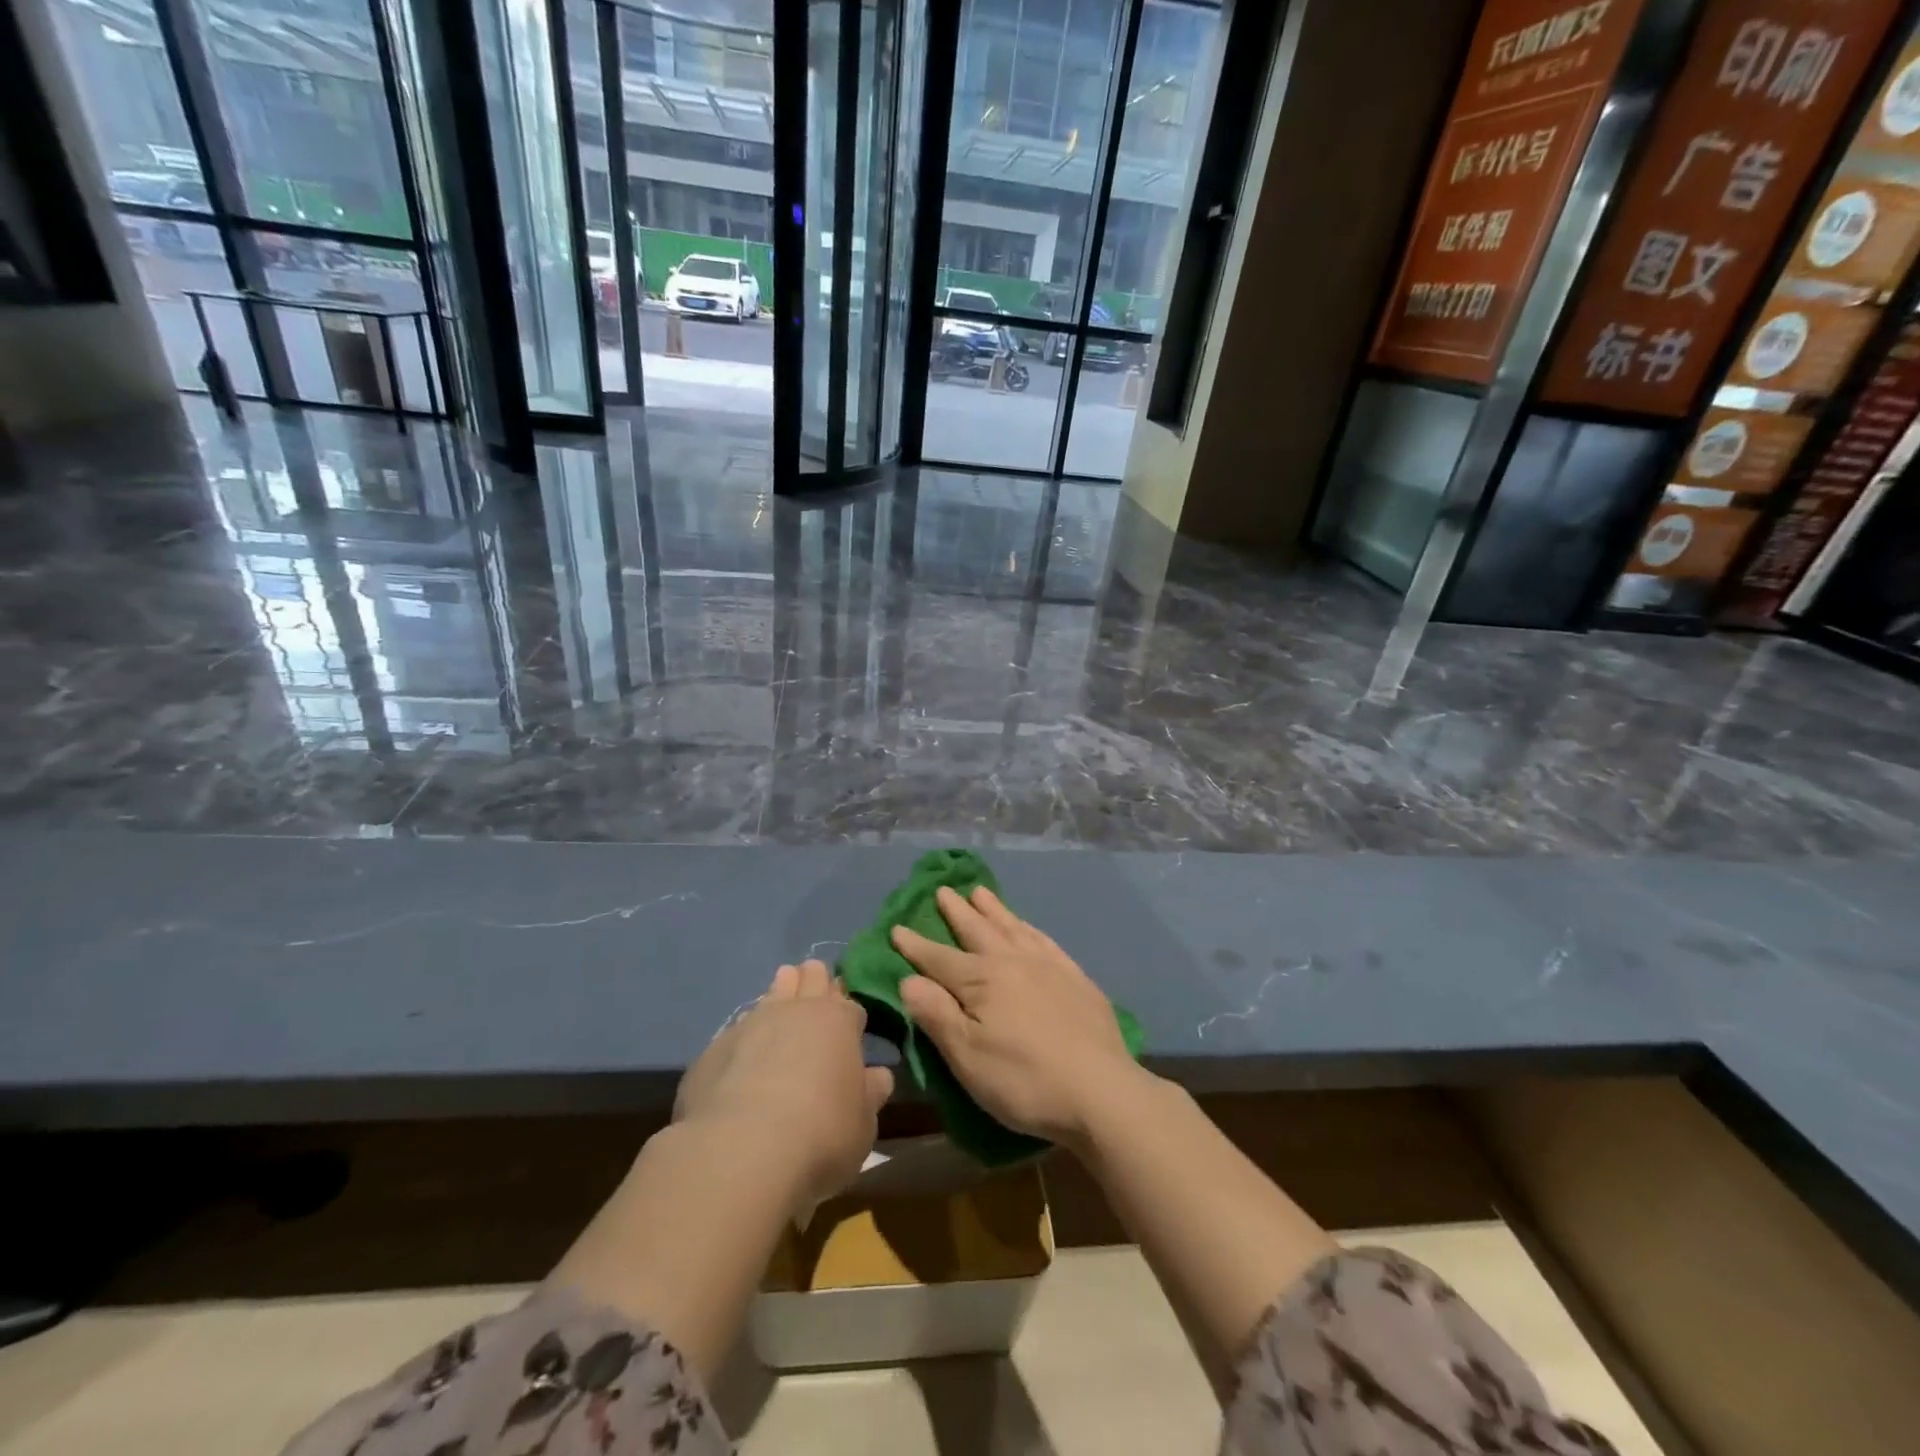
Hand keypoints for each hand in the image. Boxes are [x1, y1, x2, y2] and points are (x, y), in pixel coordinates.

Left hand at [674, 960, 892, 1208]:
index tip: (850, 1027)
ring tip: (781, 1008)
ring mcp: (752, 1022)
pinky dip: (746, 1037)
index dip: (850, 1015)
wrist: (742, 1149)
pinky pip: (737, 1029)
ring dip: (780, 996)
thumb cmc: (821, 1133)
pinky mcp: (715, 1047)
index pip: (850, 1005)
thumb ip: (869, 1094)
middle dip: (816, 983)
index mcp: (839, 1021)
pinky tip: (743, 1056)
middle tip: (816, 998)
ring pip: (772, 993)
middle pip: (811, 979)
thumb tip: (877, 1076)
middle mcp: (796, 1010)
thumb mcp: (862, 1124)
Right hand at [891, 886, 1141, 1147]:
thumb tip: (908, 979)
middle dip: (956, 912)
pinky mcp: (1075, 977)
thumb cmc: (1024, 1080)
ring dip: (993, 909)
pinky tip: (1026, 926)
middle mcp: (1012, 961)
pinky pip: (1044, 940)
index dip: (915, 945)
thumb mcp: (967, 1057)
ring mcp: (1047, 965)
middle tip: (943, 890)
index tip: (896, 927)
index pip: (938, 958)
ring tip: (980, 892)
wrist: (1101, 1090)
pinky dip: (1029, 928)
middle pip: (977, 930)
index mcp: (981, 980)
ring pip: (1012, 927)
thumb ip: (936, 1014)